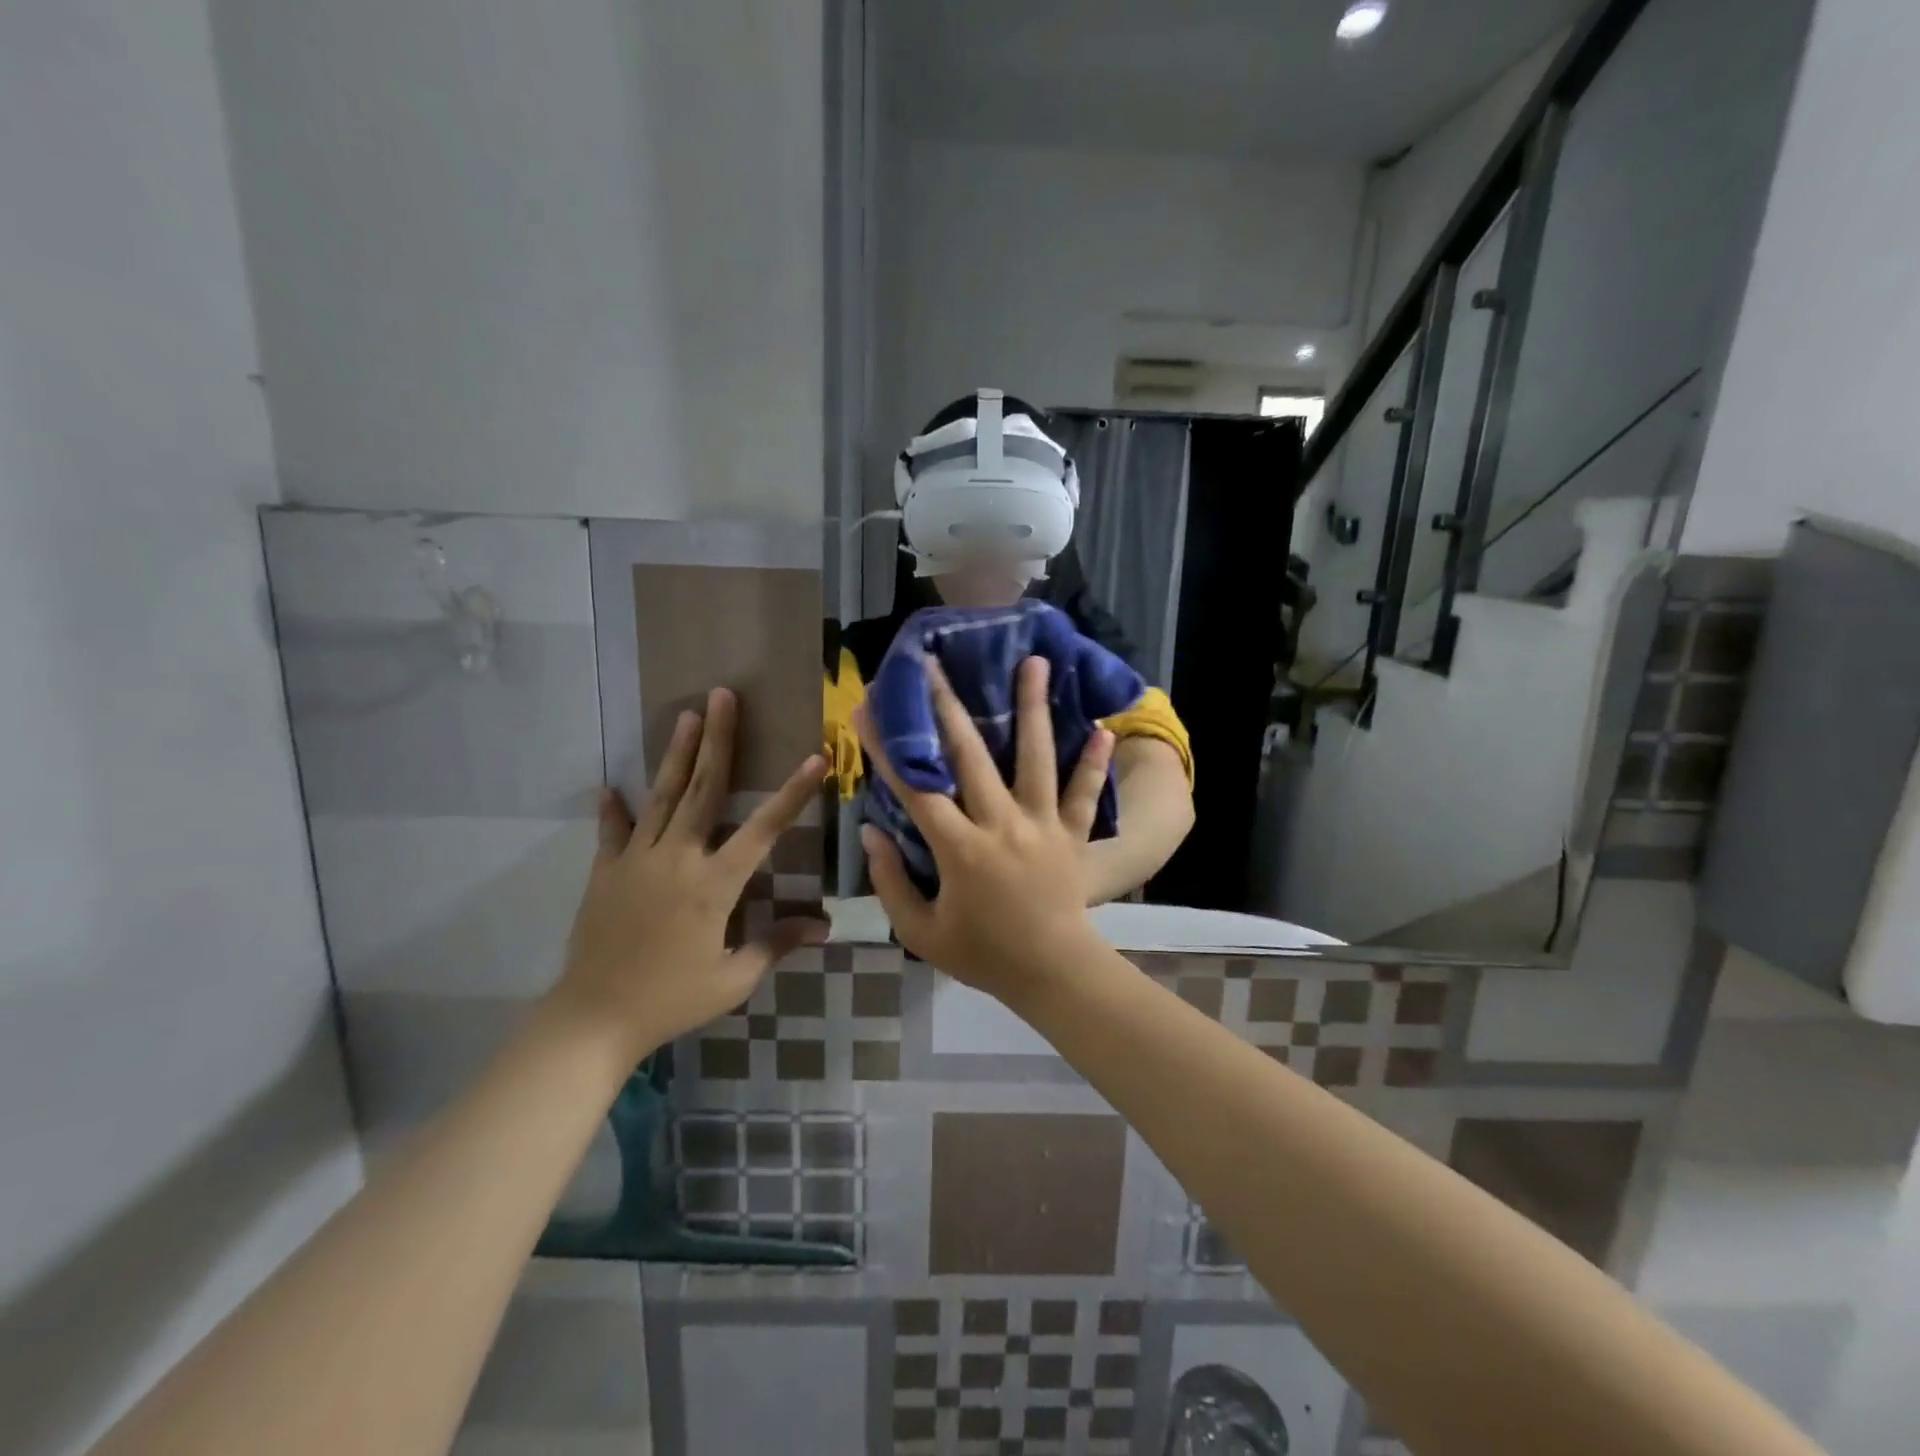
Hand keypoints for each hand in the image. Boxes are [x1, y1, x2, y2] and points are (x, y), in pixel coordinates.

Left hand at [552, 688, 827, 1056]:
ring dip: (676, 755)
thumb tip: (824, 926)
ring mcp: (637, 861)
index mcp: (714, 885)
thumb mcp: (733, 979)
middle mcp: (678, 859)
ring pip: (661, 798)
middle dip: (718, 740)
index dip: (792, 794)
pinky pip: (613, 833)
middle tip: (722, 696)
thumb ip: (776, 944)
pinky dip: (612, 810)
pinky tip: (608, 786)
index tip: (814, 758)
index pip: (763, 830)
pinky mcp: (606, 872)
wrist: (593, 1018)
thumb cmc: (671, 1000)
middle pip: (703, 790)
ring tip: (685, 715)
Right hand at [855, 656, 1114, 999]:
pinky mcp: (1073, 834)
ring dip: (1034, 708)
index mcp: (961, 849)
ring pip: (1036, 758)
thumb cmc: (983, 955)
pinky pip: (1085, 794)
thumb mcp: (921, 932)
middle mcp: (1002, 824)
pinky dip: (1094, 763)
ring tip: (1035, 662)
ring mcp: (1043, 825)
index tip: (870, 708)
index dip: (890, 747)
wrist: (1052, 973)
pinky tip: (1104, 728)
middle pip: (971, 756)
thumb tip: (872, 831)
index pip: (917, 788)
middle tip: (936, 664)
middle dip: (948, 706)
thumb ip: (891, 883)